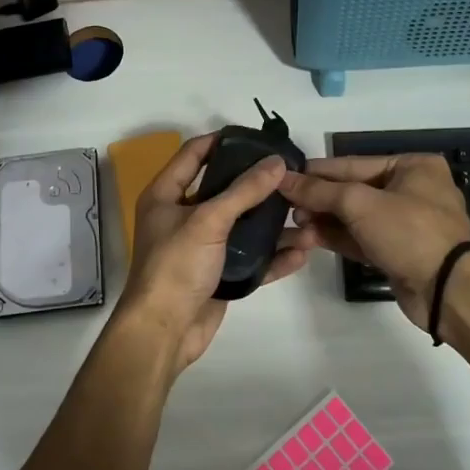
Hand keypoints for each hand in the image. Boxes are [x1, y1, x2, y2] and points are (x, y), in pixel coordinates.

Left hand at [116, 133, 308, 375]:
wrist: (164, 332)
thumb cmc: (176, 266)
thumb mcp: (208, 221)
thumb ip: (244, 191)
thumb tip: (277, 162)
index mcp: (166, 195)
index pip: (193, 154)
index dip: (222, 141)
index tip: (257, 138)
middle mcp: (182, 216)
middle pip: (224, 189)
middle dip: (257, 184)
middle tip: (291, 174)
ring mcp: (201, 247)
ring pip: (242, 226)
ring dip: (273, 224)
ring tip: (306, 215)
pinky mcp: (218, 274)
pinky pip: (250, 259)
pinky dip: (273, 256)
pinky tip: (301, 252)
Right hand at [278, 154, 469, 329]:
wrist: (448, 290)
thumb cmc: (410, 232)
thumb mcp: (360, 204)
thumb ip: (319, 191)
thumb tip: (283, 179)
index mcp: (413, 166)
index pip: (354, 164)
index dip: (317, 171)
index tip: (284, 175)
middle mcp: (412, 190)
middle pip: (353, 190)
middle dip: (320, 198)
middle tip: (286, 205)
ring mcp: (406, 223)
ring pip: (356, 216)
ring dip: (325, 219)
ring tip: (295, 222)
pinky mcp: (398, 252)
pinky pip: (362, 238)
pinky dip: (338, 237)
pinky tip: (310, 237)